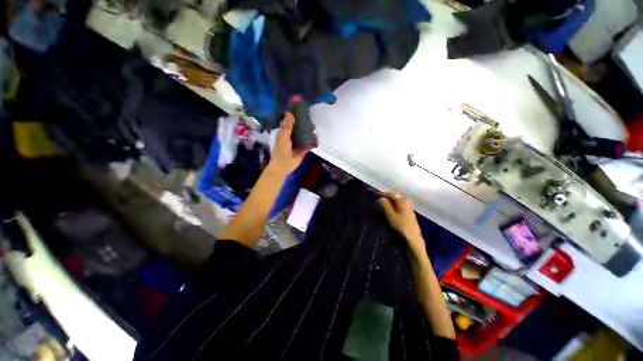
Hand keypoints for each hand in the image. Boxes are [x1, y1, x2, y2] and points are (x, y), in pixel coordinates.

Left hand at [269, 112, 311, 176]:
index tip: (301, 111)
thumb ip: (288, 126)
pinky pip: (309, 145)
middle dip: (304, 125)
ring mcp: (298, 144)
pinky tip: (317, 138)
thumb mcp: (284, 136)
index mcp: (285, 133)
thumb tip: (289, 112)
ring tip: (315, 127)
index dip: (294, 117)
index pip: (290, 123)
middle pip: (298, 129)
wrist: (283, 166)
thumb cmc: (281, 150)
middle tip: (311, 119)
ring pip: (304, 137)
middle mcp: (292, 138)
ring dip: (309, 133)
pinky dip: (313, 142)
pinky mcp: (303, 151)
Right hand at [378, 192, 424, 254]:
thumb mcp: (390, 214)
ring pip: (396, 200)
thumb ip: (384, 204)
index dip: (381, 194)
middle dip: (386, 197)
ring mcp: (408, 205)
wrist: (413, 237)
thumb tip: (380, 198)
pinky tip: (390, 208)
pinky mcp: (409, 211)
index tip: (374, 194)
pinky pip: (399, 204)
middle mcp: (406, 200)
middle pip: (394, 196)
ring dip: (389, 201)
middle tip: (377, 198)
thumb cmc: (401, 225)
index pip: (389, 194)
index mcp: (401, 199)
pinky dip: (393, 204)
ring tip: (382, 203)